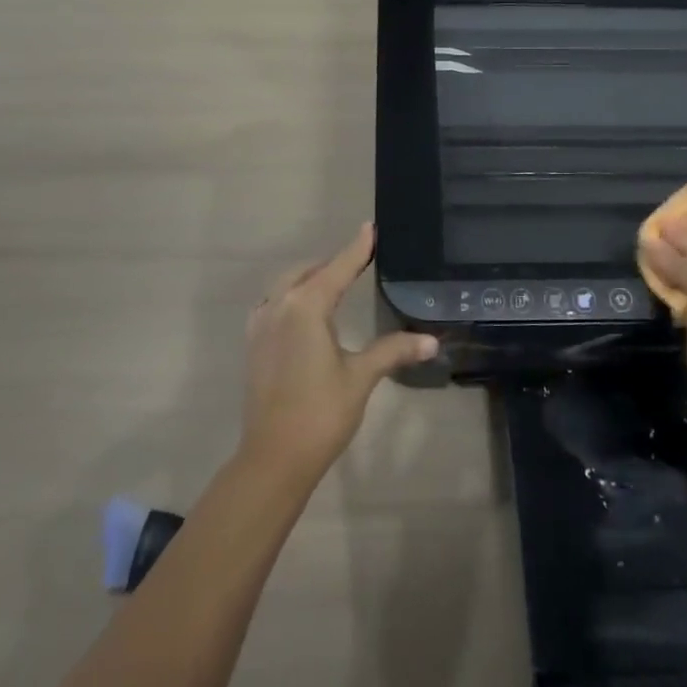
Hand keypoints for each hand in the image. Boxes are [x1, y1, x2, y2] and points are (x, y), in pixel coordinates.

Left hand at [240, 223, 438, 488]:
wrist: (273, 458)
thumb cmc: (320, 413)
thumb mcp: (361, 377)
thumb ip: (393, 350)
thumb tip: (432, 340)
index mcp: (306, 307)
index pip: (337, 268)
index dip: (357, 248)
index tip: (370, 228)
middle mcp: (279, 306)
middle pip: (308, 272)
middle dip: (332, 263)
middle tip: (359, 260)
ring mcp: (261, 325)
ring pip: (286, 285)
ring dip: (309, 277)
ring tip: (333, 281)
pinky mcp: (254, 344)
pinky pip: (273, 304)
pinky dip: (291, 296)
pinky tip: (303, 311)